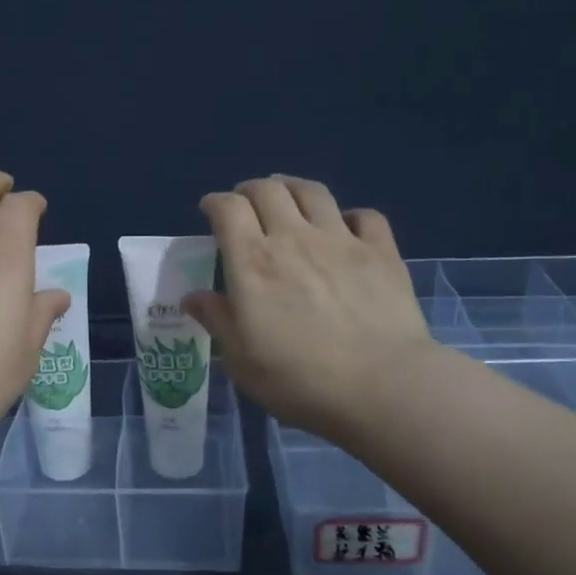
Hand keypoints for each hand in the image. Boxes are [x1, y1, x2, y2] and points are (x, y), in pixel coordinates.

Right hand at [183, 175, 433, 441]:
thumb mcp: (240, 359)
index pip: (228, 209)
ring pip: (313, 192)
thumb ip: (216, 320)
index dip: (214, 203)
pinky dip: (348, 216)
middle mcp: (293, 238)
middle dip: (250, 190)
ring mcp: (341, 240)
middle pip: (268, 189)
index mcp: (252, 262)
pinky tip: (345, 229)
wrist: (380, 386)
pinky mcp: (381, 251)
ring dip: (293, 188)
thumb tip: (193, 297)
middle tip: (245, 205)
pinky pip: (364, 215)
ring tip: (287, 199)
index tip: (209, 212)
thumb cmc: (297, 378)